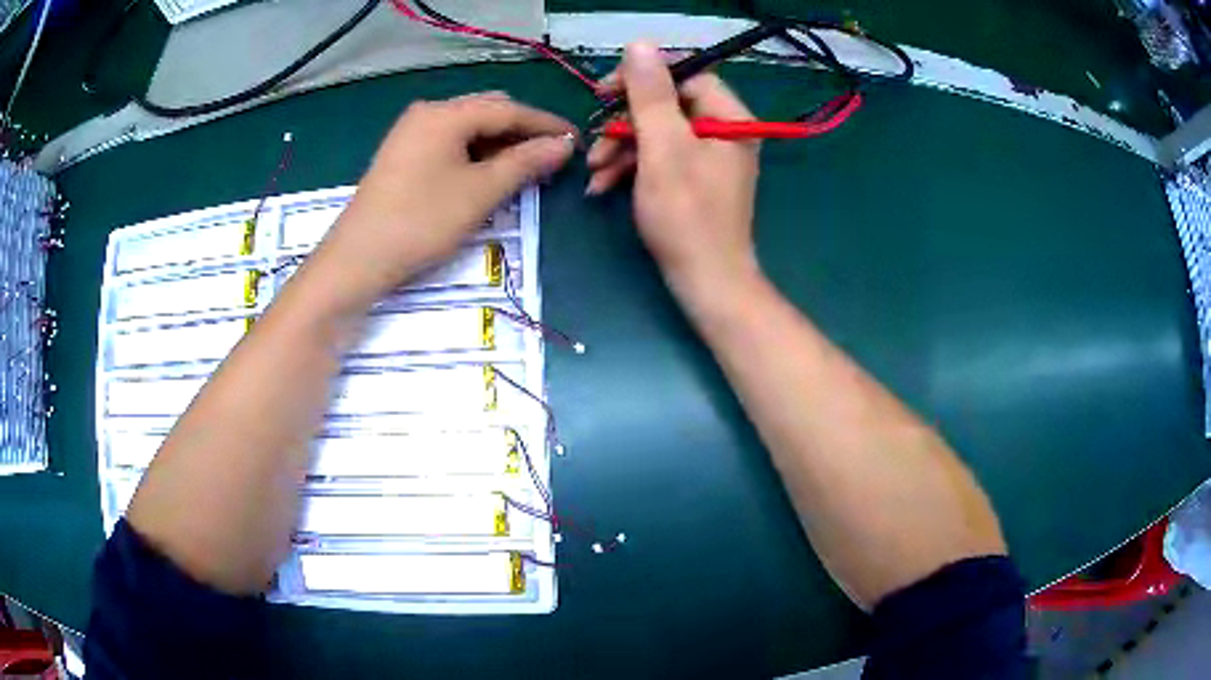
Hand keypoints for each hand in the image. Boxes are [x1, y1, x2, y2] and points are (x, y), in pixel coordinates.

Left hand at [322, 92, 575, 301]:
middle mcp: (428, 113)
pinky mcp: (403, 154)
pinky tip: (488, 173)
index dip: (546, 124)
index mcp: (446, 113)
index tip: (577, 140)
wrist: (357, 259)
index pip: (508, 110)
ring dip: (499, 144)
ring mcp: (411, 132)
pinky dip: (474, 153)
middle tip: (551, 159)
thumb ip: (525, 163)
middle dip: (522, 132)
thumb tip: (563, 145)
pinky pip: (449, 142)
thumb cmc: (421, 222)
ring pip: (468, 128)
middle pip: (488, 112)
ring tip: (525, 169)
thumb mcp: (480, 192)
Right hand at [586, 42, 761, 303]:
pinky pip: (661, 159)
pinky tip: (602, 184)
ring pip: (658, 134)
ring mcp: (710, 158)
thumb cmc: (686, 215)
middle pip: (668, 105)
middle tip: (595, 138)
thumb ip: (650, 94)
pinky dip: (631, 167)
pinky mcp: (695, 181)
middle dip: (625, 122)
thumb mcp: (662, 147)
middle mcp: (724, 132)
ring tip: (594, 170)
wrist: (707, 282)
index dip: (644, 77)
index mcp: (729, 118)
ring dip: (621, 147)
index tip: (606, 91)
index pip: (686, 75)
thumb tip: (640, 44)